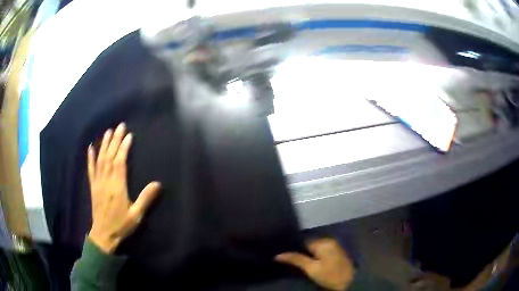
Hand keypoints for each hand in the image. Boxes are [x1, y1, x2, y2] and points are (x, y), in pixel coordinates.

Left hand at [87, 123, 160, 253]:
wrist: (104, 234)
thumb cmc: (121, 225)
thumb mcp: (136, 215)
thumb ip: (145, 198)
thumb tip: (158, 183)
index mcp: (117, 187)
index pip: (120, 162)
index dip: (124, 148)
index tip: (129, 136)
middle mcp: (106, 181)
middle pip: (110, 156)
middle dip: (115, 140)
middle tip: (120, 126)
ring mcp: (98, 182)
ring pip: (100, 159)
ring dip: (104, 144)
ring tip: (108, 131)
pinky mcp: (93, 186)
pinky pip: (90, 169)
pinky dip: (90, 157)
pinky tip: (91, 147)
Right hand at [275, 238, 354, 290]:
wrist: (349, 281)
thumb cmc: (329, 275)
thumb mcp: (311, 269)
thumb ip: (296, 259)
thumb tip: (278, 255)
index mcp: (322, 242)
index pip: (303, 240)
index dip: (293, 246)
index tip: (283, 252)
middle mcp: (328, 240)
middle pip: (309, 242)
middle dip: (300, 249)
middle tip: (289, 258)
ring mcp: (333, 245)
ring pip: (315, 246)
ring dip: (307, 252)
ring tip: (297, 259)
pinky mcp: (336, 251)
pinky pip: (321, 249)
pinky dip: (314, 254)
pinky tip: (309, 260)